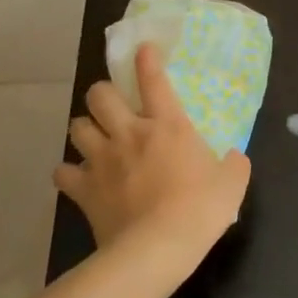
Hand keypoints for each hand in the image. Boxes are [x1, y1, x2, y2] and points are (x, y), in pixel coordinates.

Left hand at [54, 44, 250, 278]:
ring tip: (94, 137)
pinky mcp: (84, 190)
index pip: (154, 80)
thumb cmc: (201, 209)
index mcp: (168, 125)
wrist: (158, 247)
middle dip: (103, 93)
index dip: (147, 60)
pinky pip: (63, 172)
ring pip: (77, 126)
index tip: (143, 49)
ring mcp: (103, 160)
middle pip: (100, 95)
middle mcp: (130, 133)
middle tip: (113, 105)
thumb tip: (234, 157)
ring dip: (84, 127)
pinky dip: (69, 172)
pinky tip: (79, 177)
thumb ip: (234, 164)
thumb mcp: (233, 183)